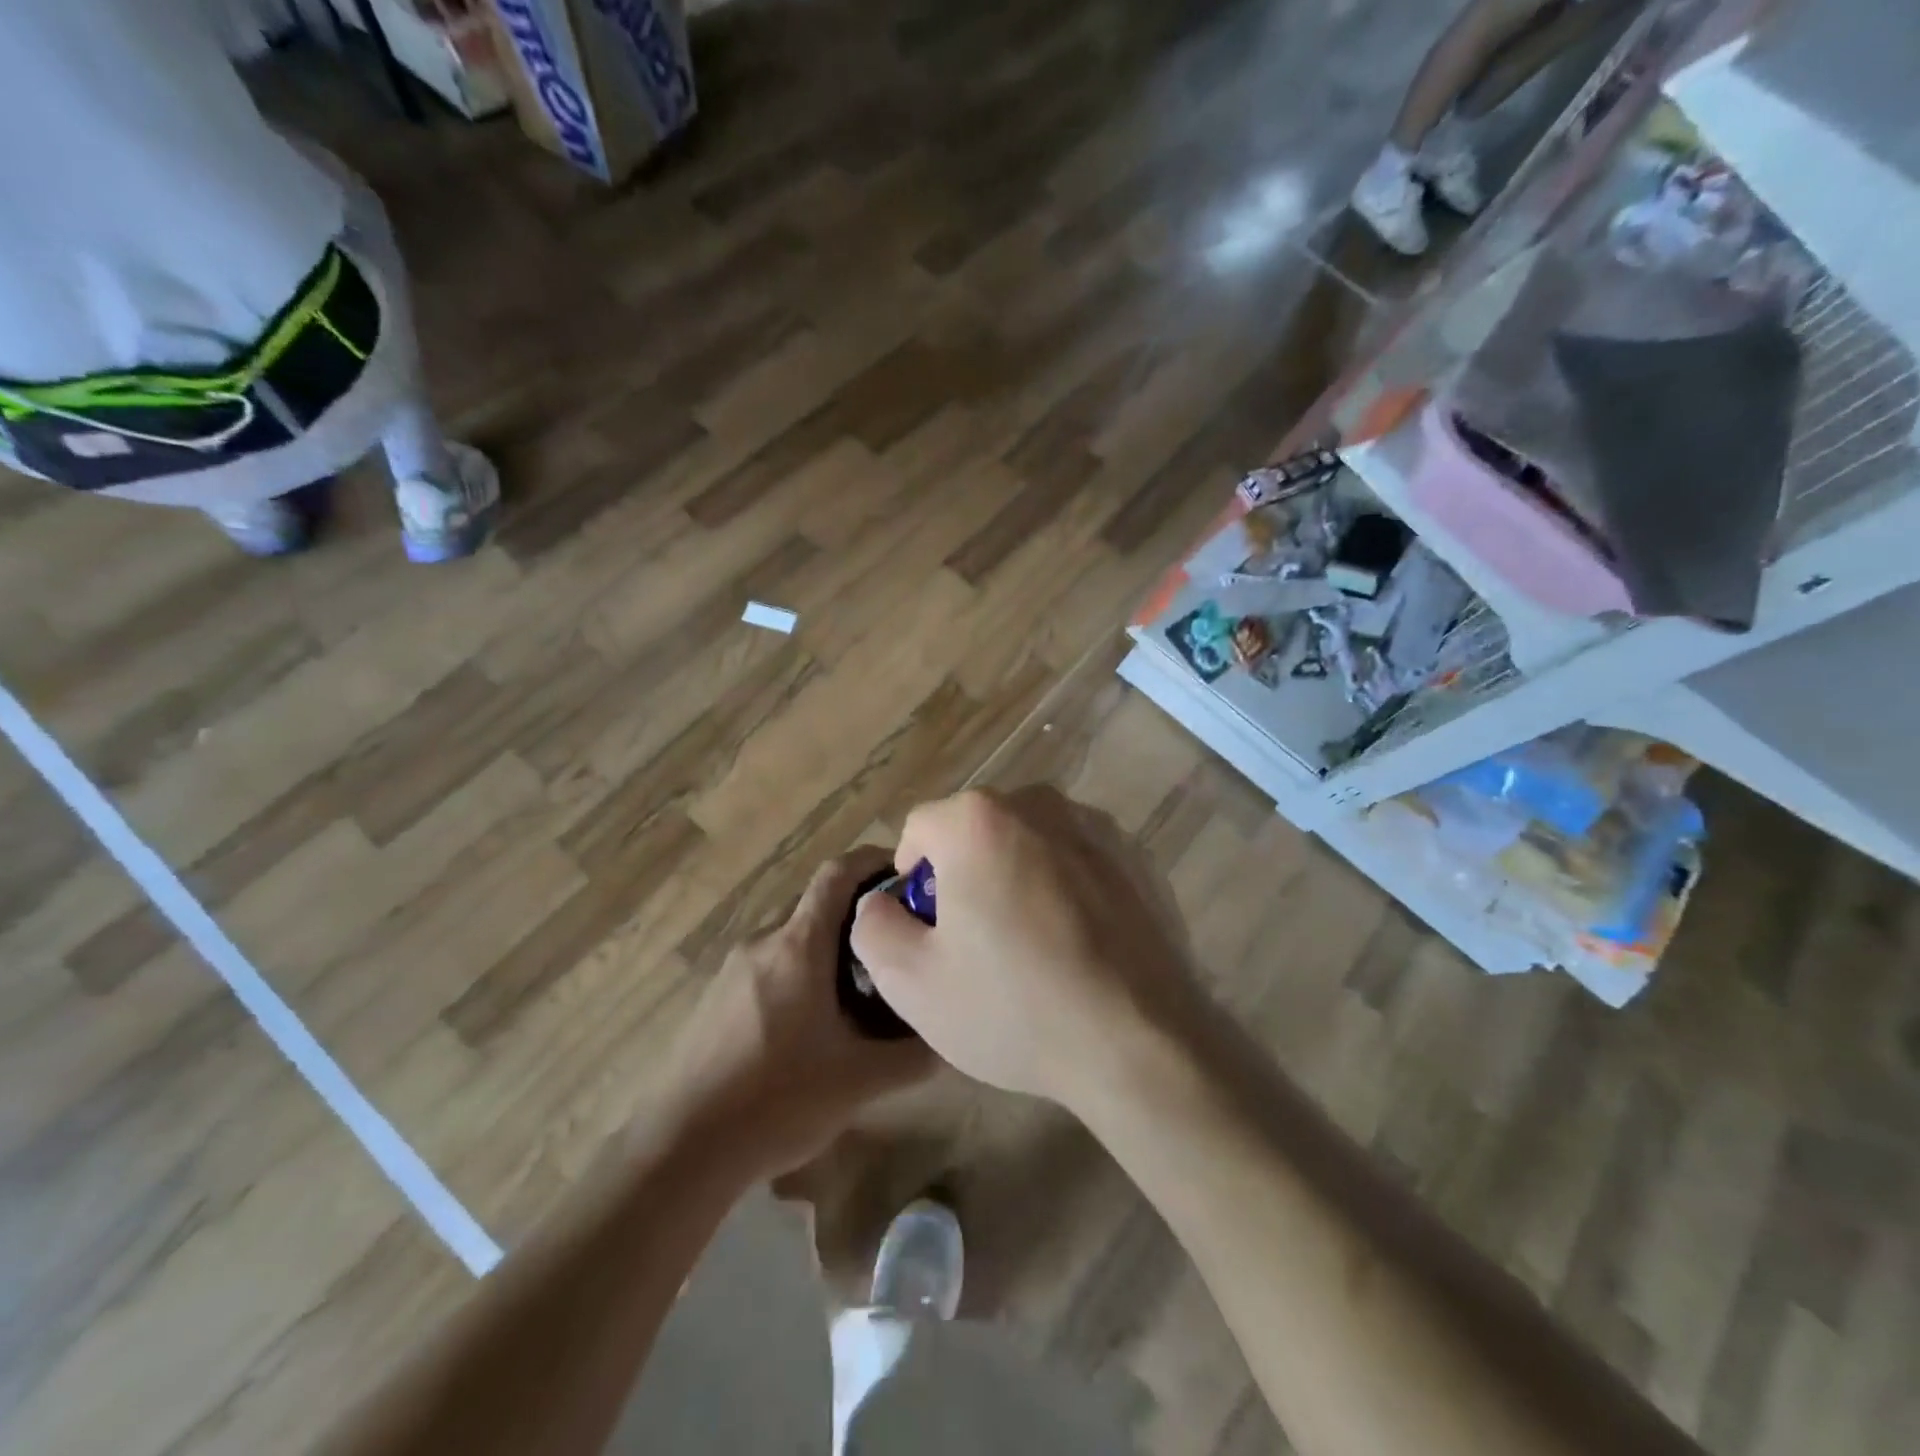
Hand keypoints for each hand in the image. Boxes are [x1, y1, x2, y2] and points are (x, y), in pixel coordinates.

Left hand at [658, 848, 936, 1178]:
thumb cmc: (777, 1100)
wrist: (681, 1148)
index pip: (837, 872)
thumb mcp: (860, 1081)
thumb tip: (952, 1037)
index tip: (906, 872)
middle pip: (816, 903)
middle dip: (857, 912)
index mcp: (798, 945)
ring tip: (860, 986)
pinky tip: (812, 1021)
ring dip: (827, 945)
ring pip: (792, 935)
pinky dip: (799, 969)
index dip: (873, 860)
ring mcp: (733, 968)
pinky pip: (769, 962)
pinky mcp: (715, 996)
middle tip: (894, 944)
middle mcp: (763, 941)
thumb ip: (914, 1056)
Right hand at [848, 787, 1201, 1111]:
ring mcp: (1097, 826)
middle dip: (966, 874)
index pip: (921, 828)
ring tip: (1032, 945)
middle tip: (977, 941)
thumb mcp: (911, 982)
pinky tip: (1079, 945)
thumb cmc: (1014, 1008)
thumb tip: (882, 901)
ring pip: (1031, 842)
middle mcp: (1040, 804)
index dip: (912, 878)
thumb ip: (873, 926)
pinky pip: (1079, 860)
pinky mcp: (1137, 856)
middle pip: (978, 830)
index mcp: (979, 820)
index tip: (928, 929)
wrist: (1141, 1042)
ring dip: (1017, 877)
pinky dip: (1067, 888)